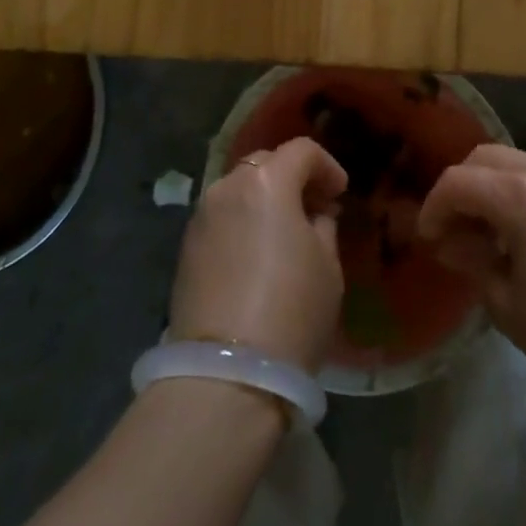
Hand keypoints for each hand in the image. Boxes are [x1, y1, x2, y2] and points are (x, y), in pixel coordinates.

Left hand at [171, 138, 348, 370]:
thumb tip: (315, 214)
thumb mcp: (327, 266)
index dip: (327, 166)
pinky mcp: (185, 248)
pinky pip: (222, 219)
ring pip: (239, 190)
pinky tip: (256, 255)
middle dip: (292, 178)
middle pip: (265, 164)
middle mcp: (229, 186)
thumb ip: (323, 226)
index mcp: (267, 180)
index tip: (340, 193)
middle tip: (314, 208)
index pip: (302, 151)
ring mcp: (202, 216)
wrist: (225, 374)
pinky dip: (242, 223)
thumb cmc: (291, 311)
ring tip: (284, 233)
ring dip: (264, 201)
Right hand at [417, 145, 525, 412]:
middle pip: (484, 157)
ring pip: (516, 160)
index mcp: (522, 195)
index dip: (434, 207)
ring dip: (492, 185)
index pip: (458, 182)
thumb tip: (450, 241)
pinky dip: (522, 189)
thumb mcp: (509, 305)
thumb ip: (472, 260)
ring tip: (488, 231)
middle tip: (452, 229)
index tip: (426, 238)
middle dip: (460, 187)